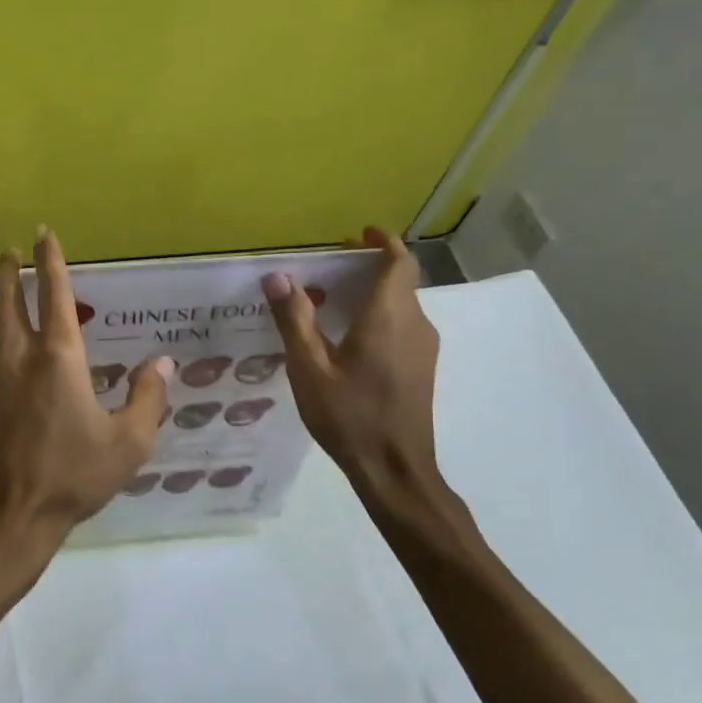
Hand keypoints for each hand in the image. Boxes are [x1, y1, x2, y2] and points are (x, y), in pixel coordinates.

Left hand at [0, 227, 171, 615]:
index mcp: (58, 360)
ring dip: (4, 309)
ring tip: (15, 303)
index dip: (51, 262)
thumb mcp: (128, 443)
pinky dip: (8, 350)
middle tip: (10, 251)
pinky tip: (20, 368)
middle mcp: (21, 361)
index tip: (43, 234)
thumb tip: (161, 362)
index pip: (55, 296)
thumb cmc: (72, 477)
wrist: (6, 517)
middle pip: (9, 304)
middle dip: (11, 273)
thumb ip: (147, 398)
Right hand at [262, 227, 443, 505]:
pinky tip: (349, 339)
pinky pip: (403, 327)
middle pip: (400, 281)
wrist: (395, 468)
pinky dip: (380, 317)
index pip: (399, 262)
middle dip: (370, 267)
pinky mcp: (422, 368)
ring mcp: (423, 348)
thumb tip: (278, 277)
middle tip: (331, 269)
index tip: (360, 234)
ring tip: (332, 302)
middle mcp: (415, 324)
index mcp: (389, 316)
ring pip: (402, 305)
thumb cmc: (349, 415)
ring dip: (374, 294)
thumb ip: (295, 319)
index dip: (384, 242)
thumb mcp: (309, 368)